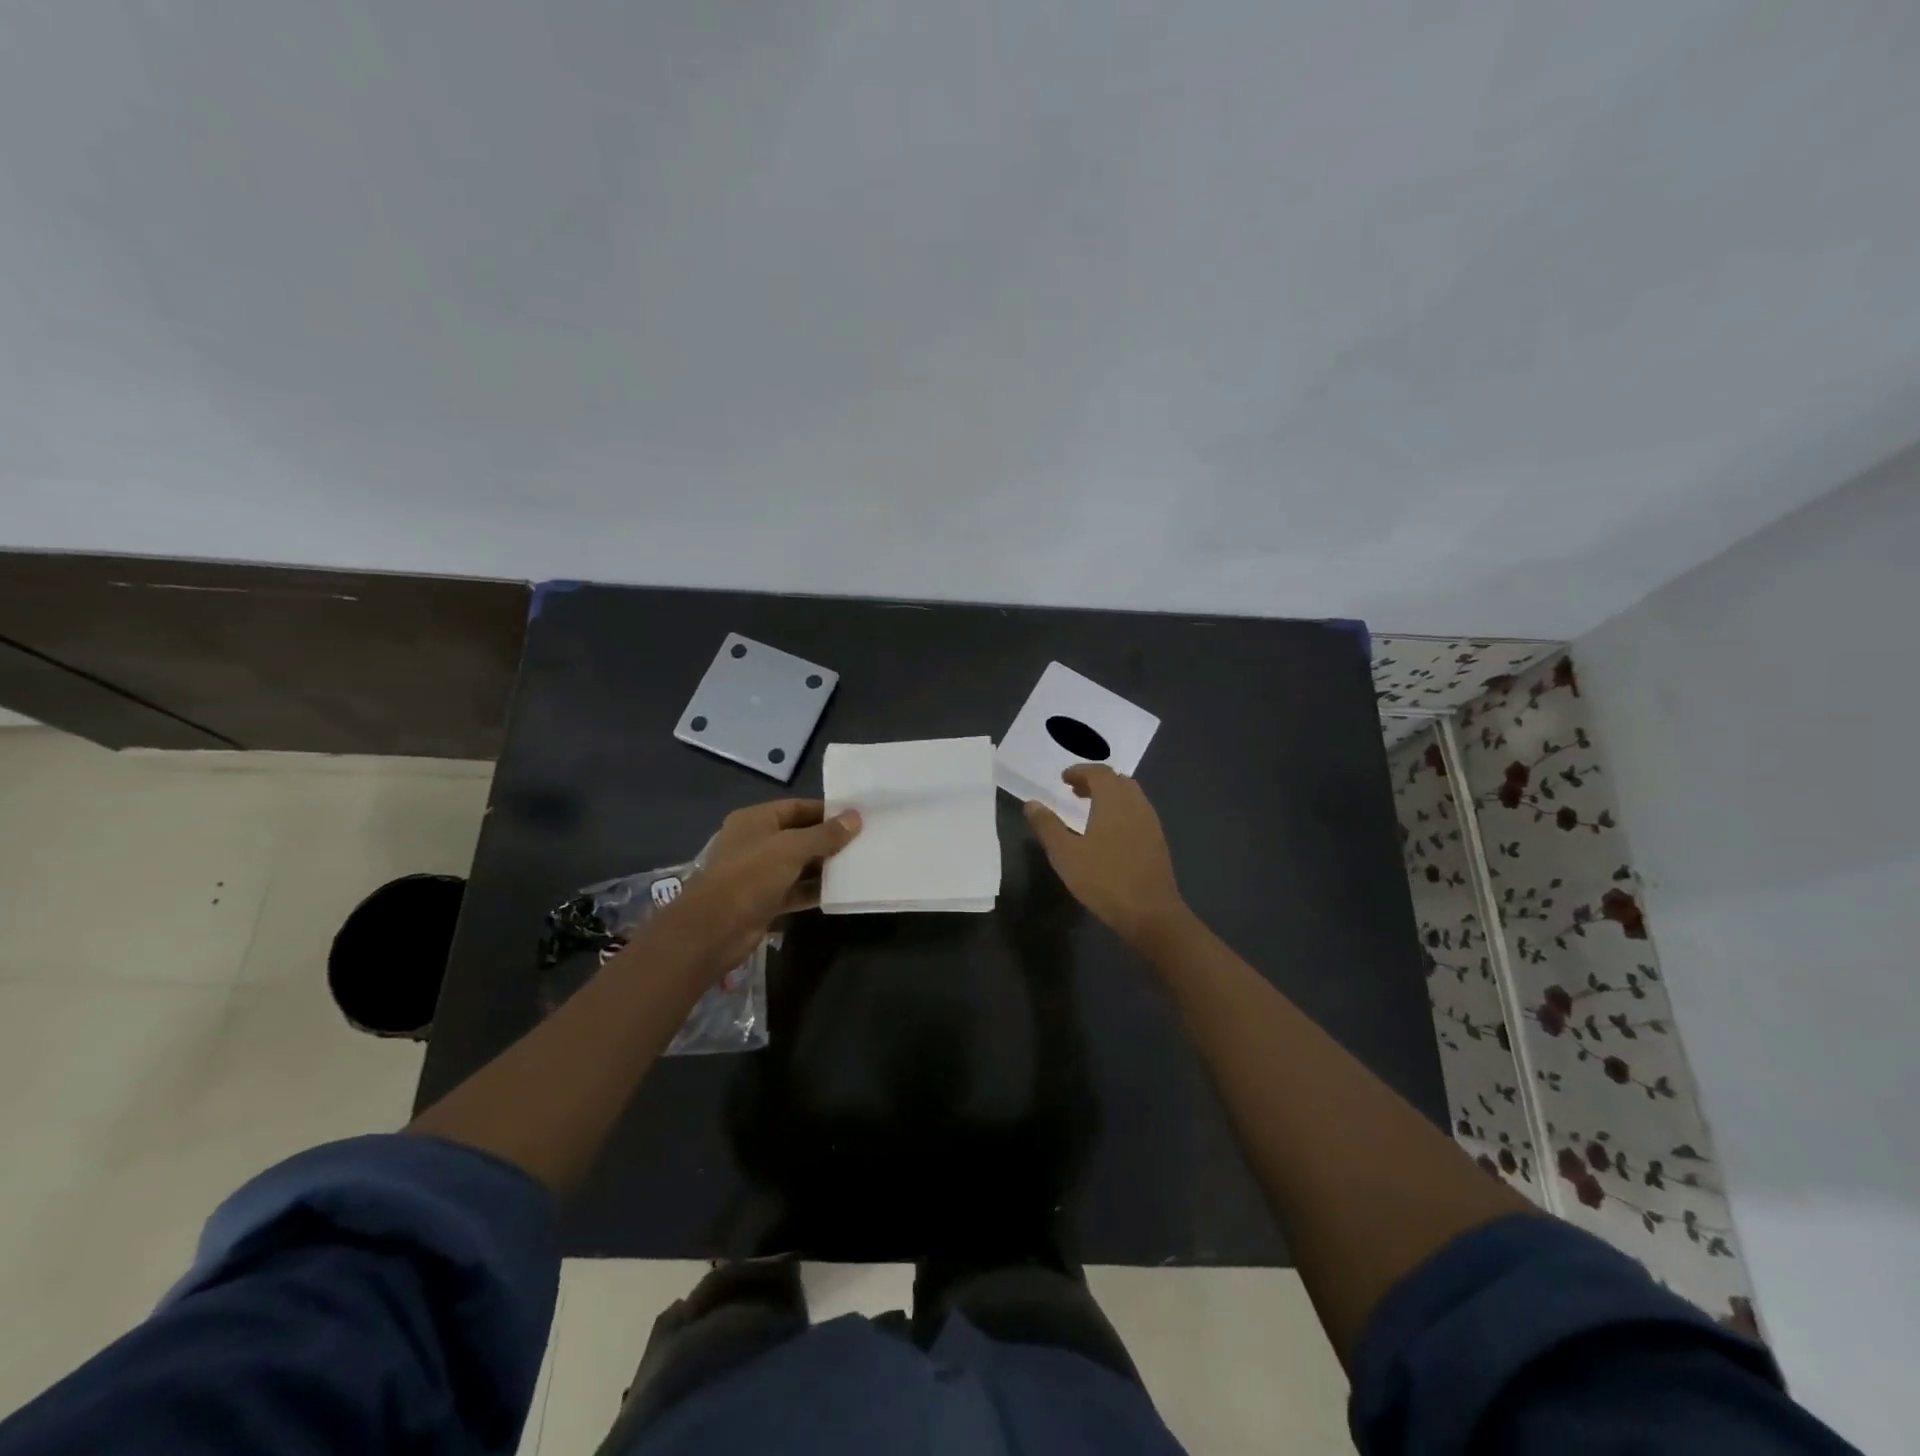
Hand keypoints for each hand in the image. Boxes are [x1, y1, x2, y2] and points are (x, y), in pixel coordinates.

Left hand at [663, 800, 860, 970]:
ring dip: (825, 866)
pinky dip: (815, 890)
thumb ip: (825, 834)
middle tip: (864, 842)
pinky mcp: (765, 900)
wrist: (715, 928)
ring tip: (859, 865)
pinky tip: (841, 891)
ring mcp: (759, 873)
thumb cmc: (751, 876)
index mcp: (756, 820)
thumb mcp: (792, 848)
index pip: (797, 807)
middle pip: (800, 835)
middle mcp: (756, 842)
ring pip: (799, 864)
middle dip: (829, 839)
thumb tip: (856, 818)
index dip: (827, 811)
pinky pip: (796, 890)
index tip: (857, 817)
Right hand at [1024, 766, 1188, 951]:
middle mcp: (1136, 805)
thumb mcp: (1065, 854)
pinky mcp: (1157, 841)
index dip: (1080, 771)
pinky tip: (1109, 833)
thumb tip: (1032, 803)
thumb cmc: (1104, 879)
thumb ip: (1047, 825)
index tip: (1063, 779)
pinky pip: (1137, 813)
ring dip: (1109, 796)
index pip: (1099, 772)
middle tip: (1074, 791)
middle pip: (1117, 780)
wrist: (1150, 913)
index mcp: (1114, 801)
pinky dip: (1121, 811)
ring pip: (1130, 796)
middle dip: (1095, 781)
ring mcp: (1150, 823)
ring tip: (1089, 810)